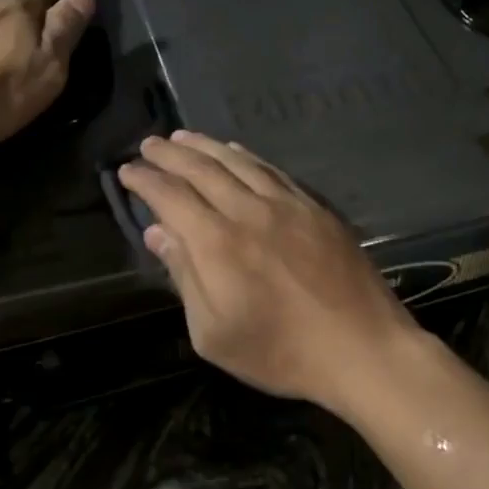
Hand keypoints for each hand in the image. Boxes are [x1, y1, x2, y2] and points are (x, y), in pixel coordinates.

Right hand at [117, 132, 422, 411]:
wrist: (361, 348)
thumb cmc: (281, 352)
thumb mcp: (214, 333)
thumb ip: (184, 277)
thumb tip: (158, 232)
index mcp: (218, 243)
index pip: (171, 196)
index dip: (146, 180)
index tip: (127, 171)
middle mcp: (249, 211)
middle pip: (202, 169)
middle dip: (170, 154)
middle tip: (149, 144)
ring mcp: (288, 204)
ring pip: (238, 162)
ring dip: (206, 146)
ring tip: (184, 136)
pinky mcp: (316, 208)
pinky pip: (273, 170)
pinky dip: (248, 156)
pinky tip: (238, 152)